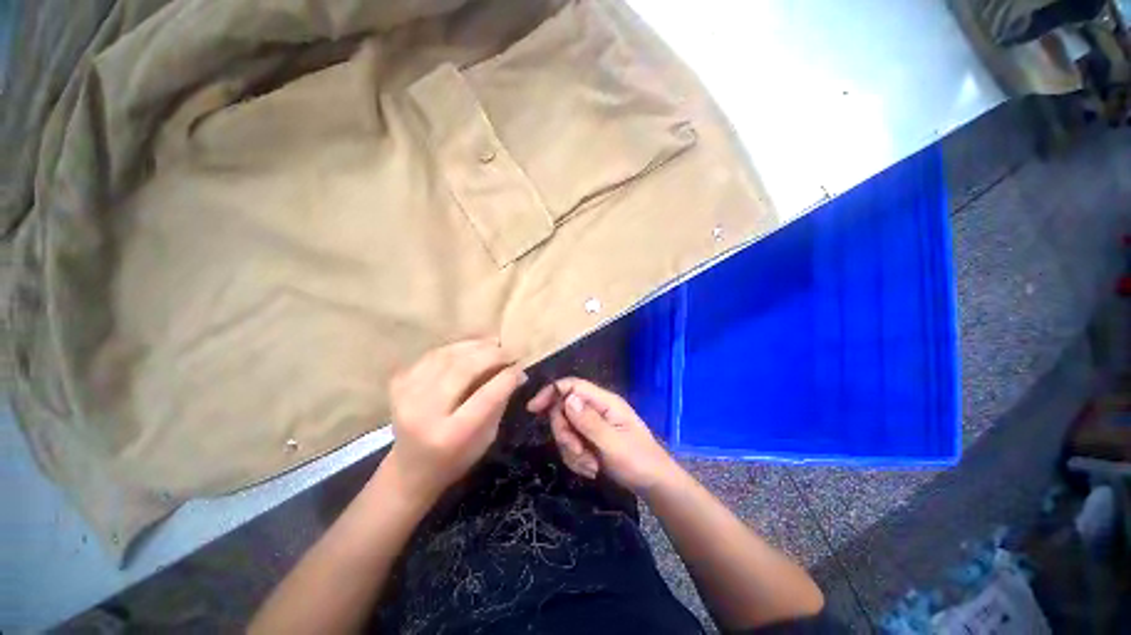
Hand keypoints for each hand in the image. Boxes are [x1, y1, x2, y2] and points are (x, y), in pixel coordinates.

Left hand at [384, 339, 525, 503]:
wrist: (410, 470)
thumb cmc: (456, 459)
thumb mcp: (487, 438)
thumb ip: (500, 403)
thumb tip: (517, 372)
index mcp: (451, 435)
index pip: (486, 396)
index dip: (507, 376)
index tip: (521, 366)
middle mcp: (425, 413)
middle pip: (463, 370)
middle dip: (492, 355)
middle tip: (509, 350)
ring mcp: (406, 396)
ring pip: (446, 356)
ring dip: (474, 345)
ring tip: (493, 344)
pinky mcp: (398, 385)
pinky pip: (432, 355)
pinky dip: (455, 348)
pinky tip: (470, 349)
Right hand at [527, 378, 676, 493]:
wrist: (653, 484)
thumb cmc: (639, 461)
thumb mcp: (613, 444)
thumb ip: (589, 422)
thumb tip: (567, 398)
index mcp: (605, 402)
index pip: (572, 386)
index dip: (551, 392)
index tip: (533, 409)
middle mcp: (596, 409)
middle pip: (564, 411)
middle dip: (565, 435)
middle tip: (578, 453)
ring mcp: (593, 425)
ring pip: (565, 431)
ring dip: (572, 452)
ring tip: (591, 466)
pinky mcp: (590, 440)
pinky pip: (571, 446)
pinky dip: (577, 460)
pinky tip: (591, 470)